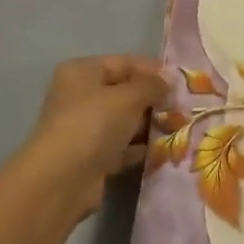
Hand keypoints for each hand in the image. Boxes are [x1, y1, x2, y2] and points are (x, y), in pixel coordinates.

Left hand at [19, 55, 168, 220]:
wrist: (61, 181)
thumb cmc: (93, 125)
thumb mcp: (128, 97)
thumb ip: (152, 85)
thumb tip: (169, 79)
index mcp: (82, 72)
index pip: (124, 62)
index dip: (152, 70)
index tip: (180, 83)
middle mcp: (80, 96)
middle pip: (124, 92)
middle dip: (153, 100)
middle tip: (181, 108)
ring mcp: (84, 128)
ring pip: (124, 121)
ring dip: (148, 125)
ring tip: (177, 129)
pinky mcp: (90, 157)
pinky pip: (121, 146)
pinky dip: (138, 148)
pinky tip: (162, 151)